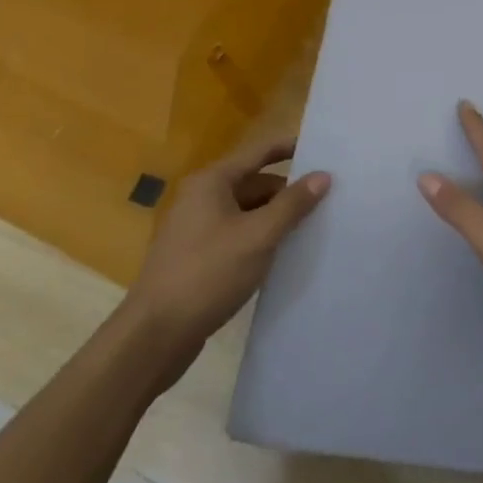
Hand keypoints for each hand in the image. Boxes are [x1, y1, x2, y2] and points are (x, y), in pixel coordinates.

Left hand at [125, 136, 329, 347]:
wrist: (155, 334)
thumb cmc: (208, 273)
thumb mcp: (259, 236)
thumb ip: (292, 204)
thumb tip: (323, 175)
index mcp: (212, 182)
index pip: (259, 152)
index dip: (291, 148)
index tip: (324, 150)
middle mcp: (201, 197)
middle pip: (255, 182)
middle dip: (288, 190)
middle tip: (328, 199)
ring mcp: (197, 228)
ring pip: (247, 211)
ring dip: (276, 217)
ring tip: (313, 227)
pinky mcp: (198, 256)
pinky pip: (238, 234)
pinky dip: (261, 237)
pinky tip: (283, 253)